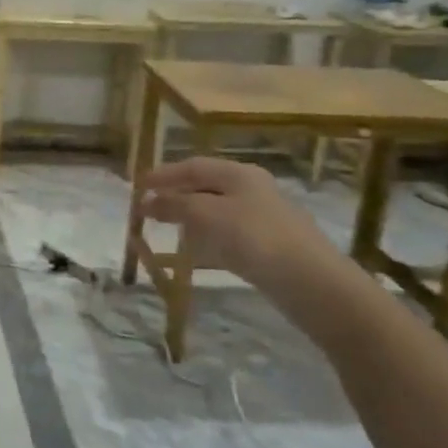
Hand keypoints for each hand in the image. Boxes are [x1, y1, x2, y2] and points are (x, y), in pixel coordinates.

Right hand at [141, 158, 343, 301]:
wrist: (311, 282)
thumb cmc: (254, 238)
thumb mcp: (206, 215)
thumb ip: (174, 205)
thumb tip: (146, 201)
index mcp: (238, 173)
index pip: (192, 166)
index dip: (163, 175)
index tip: (137, 186)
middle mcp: (251, 188)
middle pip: (205, 185)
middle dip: (175, 194)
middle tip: (148, 207)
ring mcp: (263, 217)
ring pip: (217, 209)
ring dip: (190, 216)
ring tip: (167, 228)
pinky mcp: (269, 244)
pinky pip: (228, 232)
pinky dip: (207, 236)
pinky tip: (198, 250)